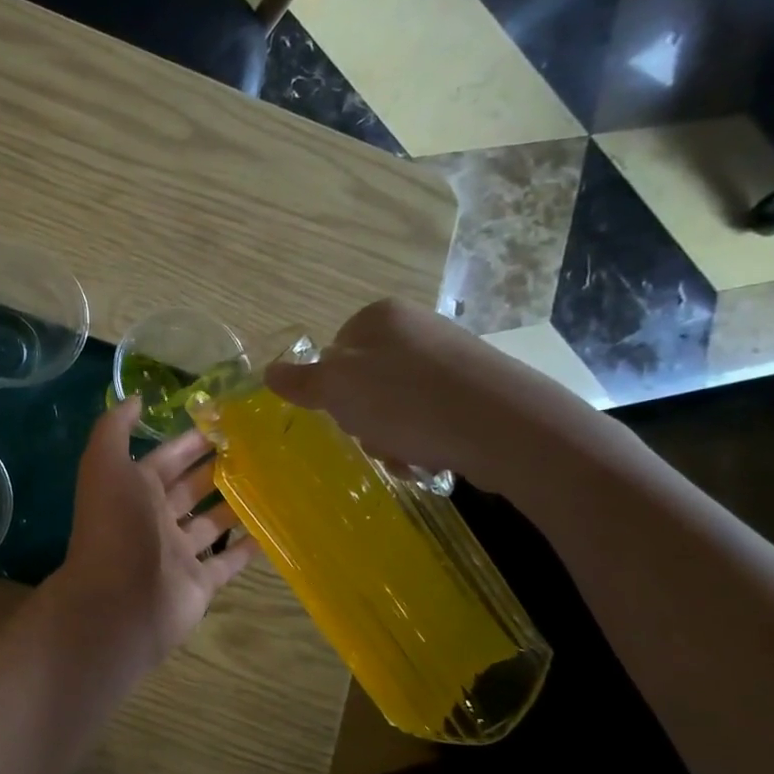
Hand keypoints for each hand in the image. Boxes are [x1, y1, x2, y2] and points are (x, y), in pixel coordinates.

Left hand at [47, 400, 258, 675]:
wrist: (119, 602)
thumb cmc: (115, 527)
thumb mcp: (105, 466)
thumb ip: (115, 429)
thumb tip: (135, 398)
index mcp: (133, 490)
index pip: (167, 458)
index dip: (191, 441)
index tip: (228, 422)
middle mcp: (154, 519)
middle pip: (191, 487)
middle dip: (218, 468)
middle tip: (261, 448)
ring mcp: (177, 553)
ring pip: (211, 523)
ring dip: (236, 504)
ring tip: (274, 482)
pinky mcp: (199, 583)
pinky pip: (227, 562)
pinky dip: (247, 548)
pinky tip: (274, 528)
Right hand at [263, 298, 594, 489]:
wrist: (505, 427)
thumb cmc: (407, 401)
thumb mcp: (338, 390)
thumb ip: (301, 381)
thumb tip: (268, 371)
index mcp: (379, 318)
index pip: (332, 354)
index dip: (330, 390)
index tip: (342, 413)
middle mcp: (416, 329)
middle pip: (363, 382)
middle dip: (362, 418)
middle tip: (374, 435)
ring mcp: (450, 358)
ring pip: (394, 405)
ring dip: (390, 436)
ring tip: (407, 452)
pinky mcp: (476, 389)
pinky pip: (429, 417)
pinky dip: (423, 440)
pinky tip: (431, 456)